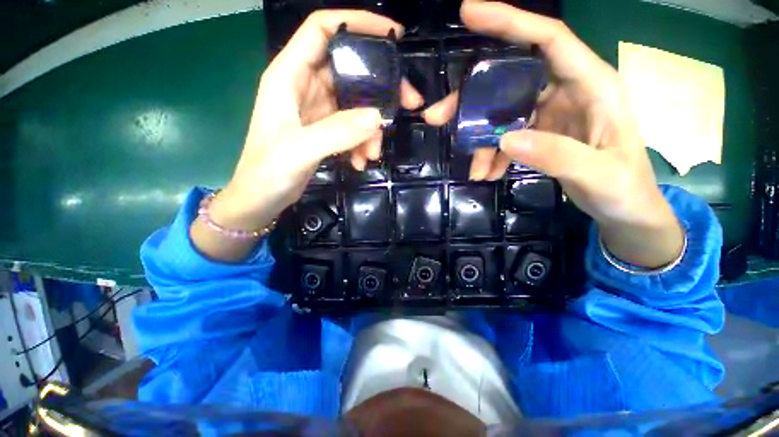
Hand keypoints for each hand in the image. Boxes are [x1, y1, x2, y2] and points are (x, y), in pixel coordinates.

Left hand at [192, 10, 422, 261]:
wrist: (260, 200)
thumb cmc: (267, 172)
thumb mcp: (300, 150)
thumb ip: (337, 132)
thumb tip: (378, 117)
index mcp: (289, 76)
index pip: (323, 30)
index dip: (357, 24)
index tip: (393, 36)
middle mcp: (304, 87)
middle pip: (350, 70)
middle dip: (380, 88)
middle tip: (406, 104)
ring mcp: (317, 111)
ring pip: (356, 105)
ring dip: (370, 129)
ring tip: (372, 154)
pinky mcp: (325, 131)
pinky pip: (352, 128)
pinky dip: (361, 143)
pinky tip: (360, 162)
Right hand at [424, 1, 682, 267]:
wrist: (625, 209)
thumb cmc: (623, 189)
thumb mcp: (597, 173)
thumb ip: (556, 155)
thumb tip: (506, 140)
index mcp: (592, 85)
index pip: (548, 39)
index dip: (509, 21)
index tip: (468, 13)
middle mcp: (568, 91)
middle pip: (510, 81)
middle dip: (472, 101)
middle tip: (438, 117)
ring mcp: (552, 113)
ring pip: (502, 114)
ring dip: (481, 140)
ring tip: (474, 169)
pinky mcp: (541, 133)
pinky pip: (507, 136)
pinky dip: (493, 154)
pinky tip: (488, 173)